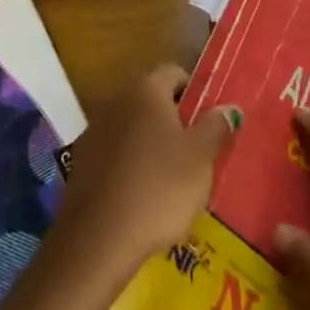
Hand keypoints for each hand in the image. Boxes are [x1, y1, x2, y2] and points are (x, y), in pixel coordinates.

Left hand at [50, 64, 240, 290]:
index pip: (173, 72)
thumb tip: (228, 106)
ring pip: (131, 126)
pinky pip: (114, 152)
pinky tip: (142, 195)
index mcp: (146, 90)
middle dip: (173, 120)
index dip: (194, 91)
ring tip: (171, 179)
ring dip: (150, 143)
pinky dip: (129, 164)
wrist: (100, 237)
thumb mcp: (201, 159)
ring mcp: (94, 129)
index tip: (209, 120)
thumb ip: (216, 128)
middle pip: (151, 99)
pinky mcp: (81, 160)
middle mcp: (116, 99)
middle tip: (196, 153)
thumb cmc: (160, 189)